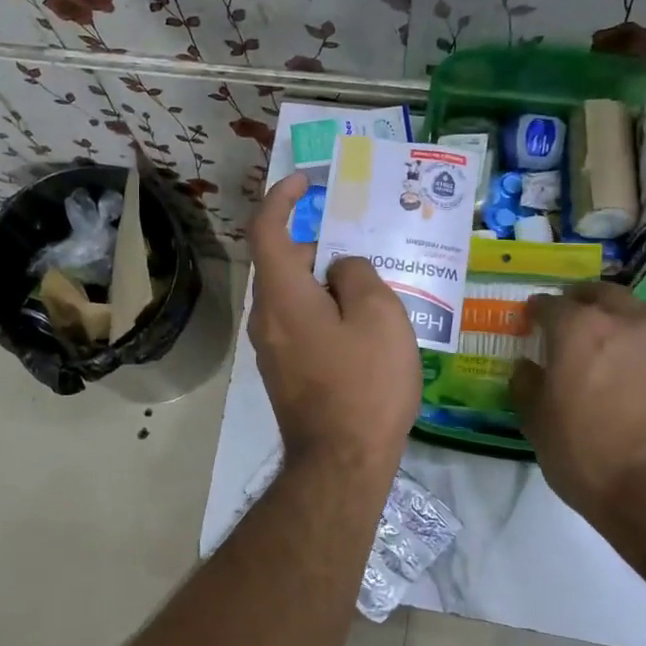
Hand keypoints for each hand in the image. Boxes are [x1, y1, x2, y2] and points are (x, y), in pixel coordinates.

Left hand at [247, 174, 421, 479]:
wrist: (341, 463)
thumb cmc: (365, 384)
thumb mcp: (378, 315)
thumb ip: (357, 274)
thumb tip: (340, 269)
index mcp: (282, 295)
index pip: (266, 230)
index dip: (281, 198)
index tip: (305, 181)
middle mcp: (266, 319)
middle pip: (285, 264)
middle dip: (320, 246)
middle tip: (365, 244)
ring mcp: (272, 350)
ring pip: (295, 296)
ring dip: (326, 282)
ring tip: (374, 286)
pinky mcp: (286, 373)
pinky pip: (301, 325)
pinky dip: (325, 311)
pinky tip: (364, 328)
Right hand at [509, 282, 645, 518]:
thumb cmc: (587, 454)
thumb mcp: (537, 423)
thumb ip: (527, 385)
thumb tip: (528, 367)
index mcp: (578, 328)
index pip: (550, 305)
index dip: (536, 312)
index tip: (529, 320)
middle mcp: (624, 321)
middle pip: (599, 294)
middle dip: (580, 302)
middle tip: (567, 320)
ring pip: (635, 312)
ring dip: (616, 317)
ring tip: (604, 343)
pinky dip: (640, 345)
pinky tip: (630, 370)